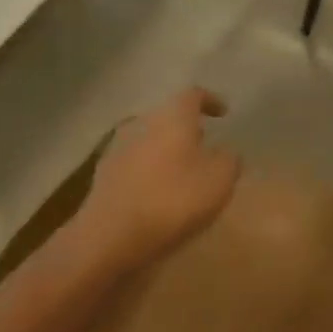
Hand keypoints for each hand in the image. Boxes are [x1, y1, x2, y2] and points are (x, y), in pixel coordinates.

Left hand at [80, 88, 239, 262]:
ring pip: (149, 139)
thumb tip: (226, 153)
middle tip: (204, 144)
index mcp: (173, 116)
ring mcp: (118, 147)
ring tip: (182, 171)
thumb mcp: (219, 180)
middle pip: (168, 116)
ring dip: (166, 150)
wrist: (108, 236)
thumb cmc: (172, 200)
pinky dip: (148, 170)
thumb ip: (229, 160)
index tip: (223, 114)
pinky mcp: (103, 174)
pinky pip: (134, 163)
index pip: (194, 95)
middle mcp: (143, 122)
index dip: (211, 101)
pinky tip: (157, 191)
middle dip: (187, 128)